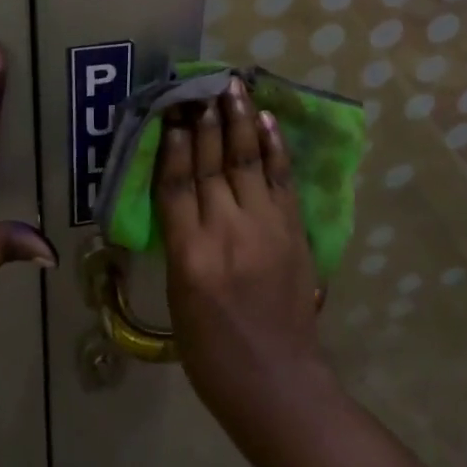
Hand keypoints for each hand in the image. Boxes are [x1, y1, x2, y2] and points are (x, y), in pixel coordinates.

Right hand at [156, 78, 330, 425]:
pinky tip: (265, 120)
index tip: (173, 111)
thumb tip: (183, 194)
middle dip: (206, 120)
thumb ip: (181, 240)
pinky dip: (273, 147)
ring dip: (239, 120)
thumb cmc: (211, 351)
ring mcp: (265, 228)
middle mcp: (226, 232)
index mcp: (190, 255)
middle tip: (202, 84)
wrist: (276, 382)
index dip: (174, 143)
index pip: (177, 183)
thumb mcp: (178, 298)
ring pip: (247, 161)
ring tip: (233, 86)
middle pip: (213, 164)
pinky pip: (281, 179)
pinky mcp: (293, 232)